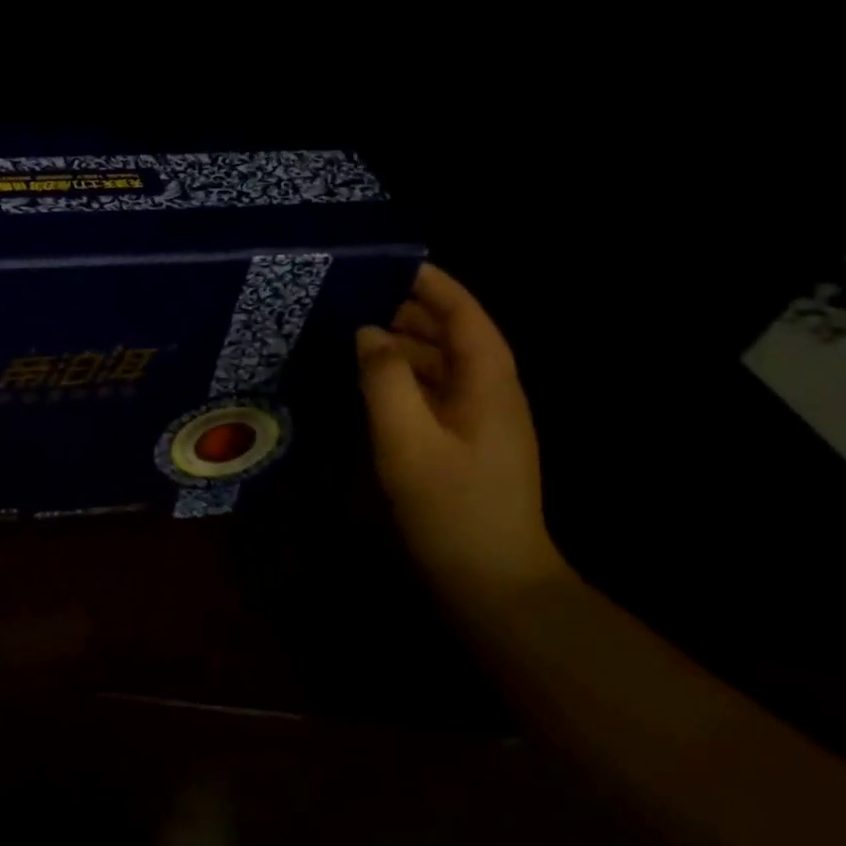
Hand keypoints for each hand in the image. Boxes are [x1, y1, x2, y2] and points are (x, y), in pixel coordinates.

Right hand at [355, 264, 564, 592]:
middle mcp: (491, 392)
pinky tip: (369, 381)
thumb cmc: (452, 506)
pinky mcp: (465, 442)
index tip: (390, 262)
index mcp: (489, 381)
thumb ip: (385, 378)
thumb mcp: (407, 439)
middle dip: (409, 310)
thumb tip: (368, 332)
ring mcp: (481, 419)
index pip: (465, 314)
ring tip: (351, 331)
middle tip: (354, 295)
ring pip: (441, 364)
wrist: (494, 582)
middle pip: (453, 334)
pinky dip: (403, 377)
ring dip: (402, 344)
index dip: (432, 284)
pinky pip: (434, 392)